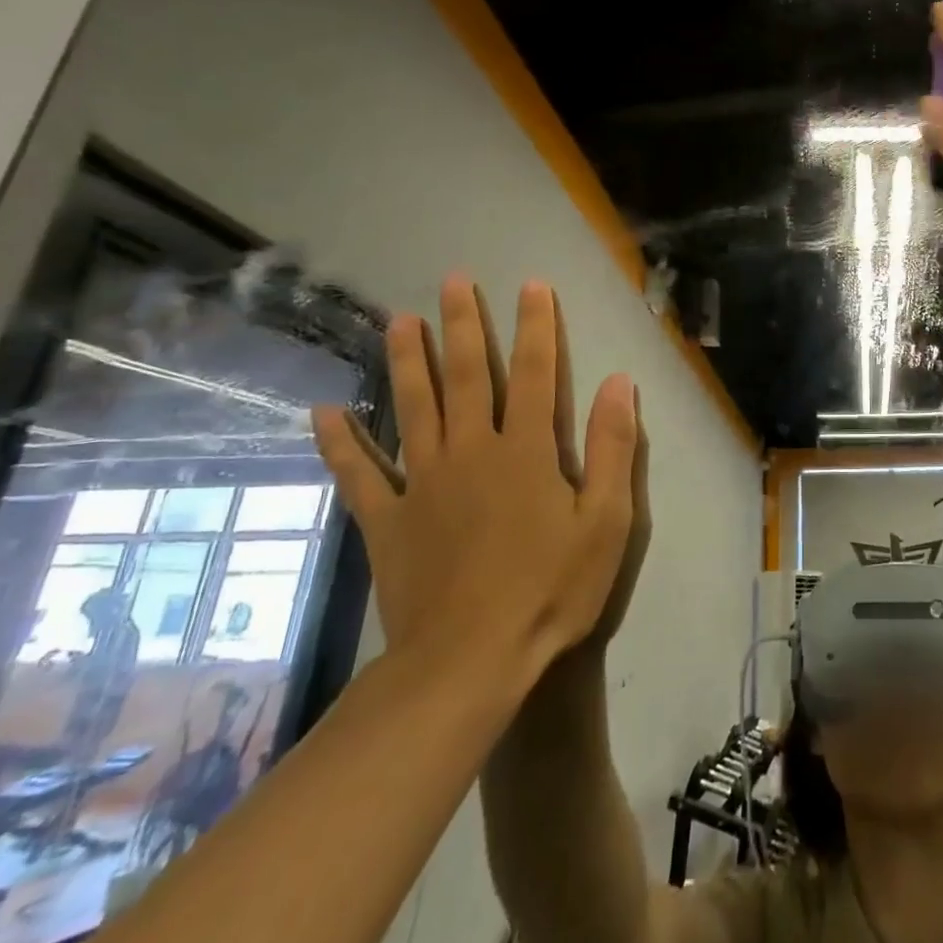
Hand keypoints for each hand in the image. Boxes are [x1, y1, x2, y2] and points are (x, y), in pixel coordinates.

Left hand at [312, 277, 638, 688]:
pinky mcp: (388, 520)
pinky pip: (359, 474)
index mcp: (527, 450)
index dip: (536, 326)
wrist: (470, 660)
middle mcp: (471, 451)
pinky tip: (324, 411)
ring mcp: (422, 483)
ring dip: (407, 362)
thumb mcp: (606, 521)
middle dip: (463, 326)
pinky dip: (340, 442)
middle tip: (452, 282)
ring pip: (412, 409)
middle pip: (468, 376)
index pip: (537, 373)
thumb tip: (618, 383)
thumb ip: (613, 448)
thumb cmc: (550, 589)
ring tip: (399, 320)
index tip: (531, 285)